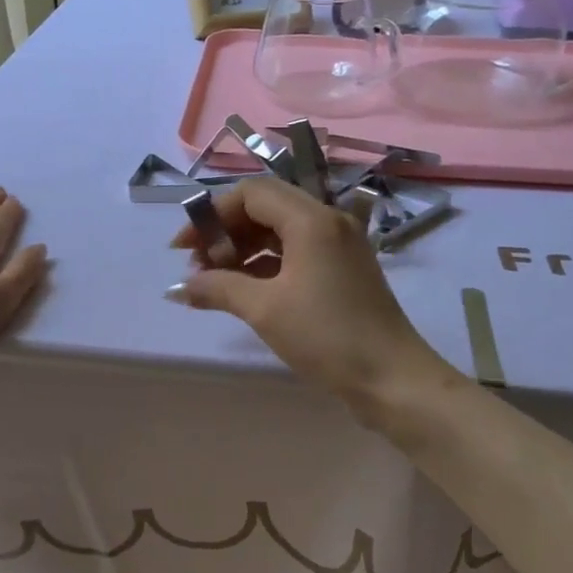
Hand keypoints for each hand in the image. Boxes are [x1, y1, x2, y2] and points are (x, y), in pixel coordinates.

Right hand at [167, 178, 453, 410]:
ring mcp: (340, 244)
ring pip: (281, 230)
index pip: (251, 194)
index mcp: (311, 219)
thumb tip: (180, 288)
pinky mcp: (344, 268)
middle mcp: (328, 221)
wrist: (392, 378)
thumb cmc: (326, 336)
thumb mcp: (264, 310)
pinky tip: (245, 288)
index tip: (183, 248)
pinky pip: (297, 250)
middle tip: (198, 265)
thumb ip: (218, 288)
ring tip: (216, 281)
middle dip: (226, 231)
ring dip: (245, 248)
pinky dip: (268, 263)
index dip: (212, 214)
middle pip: (266, 207)